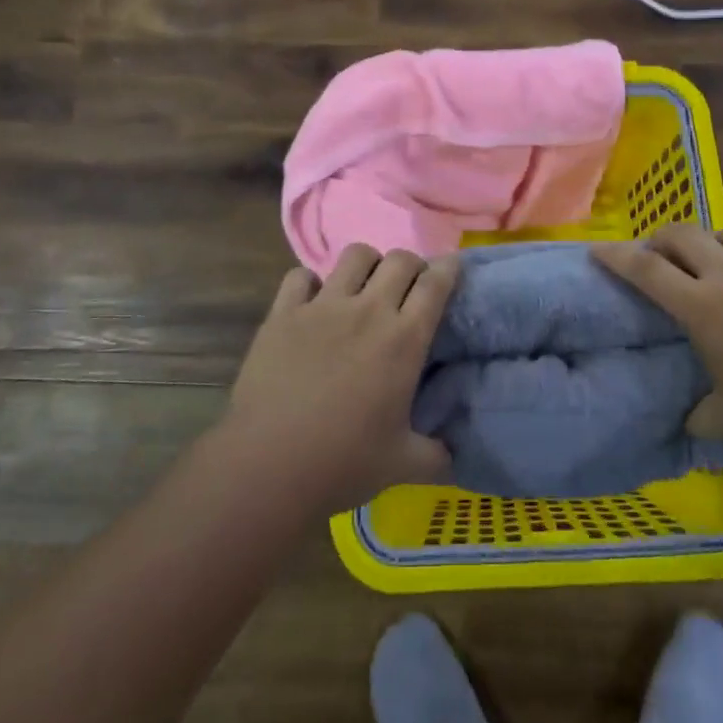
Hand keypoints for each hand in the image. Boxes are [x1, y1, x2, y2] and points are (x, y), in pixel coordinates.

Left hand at [224, 245, 457, 510]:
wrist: (268, 466)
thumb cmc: (342, 464)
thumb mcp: (404, 465)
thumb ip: (437, 455)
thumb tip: (454, 453)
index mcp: (404, 340)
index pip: (435, 283)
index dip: (448, 268)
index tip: (451, 269)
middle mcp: (368, 311)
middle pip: (400, 260)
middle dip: (412, 266)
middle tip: (408, 289)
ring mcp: (323, 307)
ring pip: (355, 255)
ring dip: (368, 265)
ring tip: (364, 287)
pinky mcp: (283, 313)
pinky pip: (301, 276)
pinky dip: (310, 283)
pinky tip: (312, 303)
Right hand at [593, 223, 722, 454]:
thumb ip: (702, 417)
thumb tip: (688, 423)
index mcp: (703, 306)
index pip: (647, 270)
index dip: (617, 256)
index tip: (597, 249)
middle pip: (683, 234)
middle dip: (661, 238)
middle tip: (656, 254)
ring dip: (712, 241)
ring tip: (714, 263)